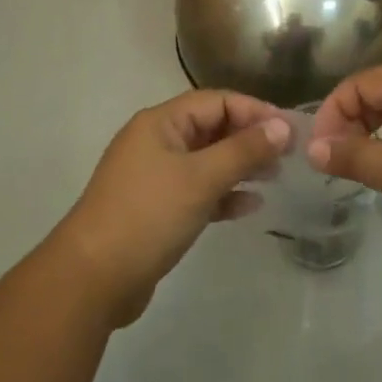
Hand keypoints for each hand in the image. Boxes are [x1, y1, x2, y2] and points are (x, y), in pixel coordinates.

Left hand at [54, 89, 289, 326]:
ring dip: (239, 166)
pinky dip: (222, 194)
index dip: (253, 110)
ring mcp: (154, 177)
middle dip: (249, 138)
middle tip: (287, 155)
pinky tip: (249, 206)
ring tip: (274, 177)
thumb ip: (243, 151)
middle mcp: (156, 142)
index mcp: (161, 122)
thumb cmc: (148, 215)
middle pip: (211, 128)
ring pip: (206, 161)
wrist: (92, 280)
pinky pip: (197, 191)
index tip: (288, 128)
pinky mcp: (156, 210)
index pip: (215, 101)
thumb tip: (283, 126)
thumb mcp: (200, 179)